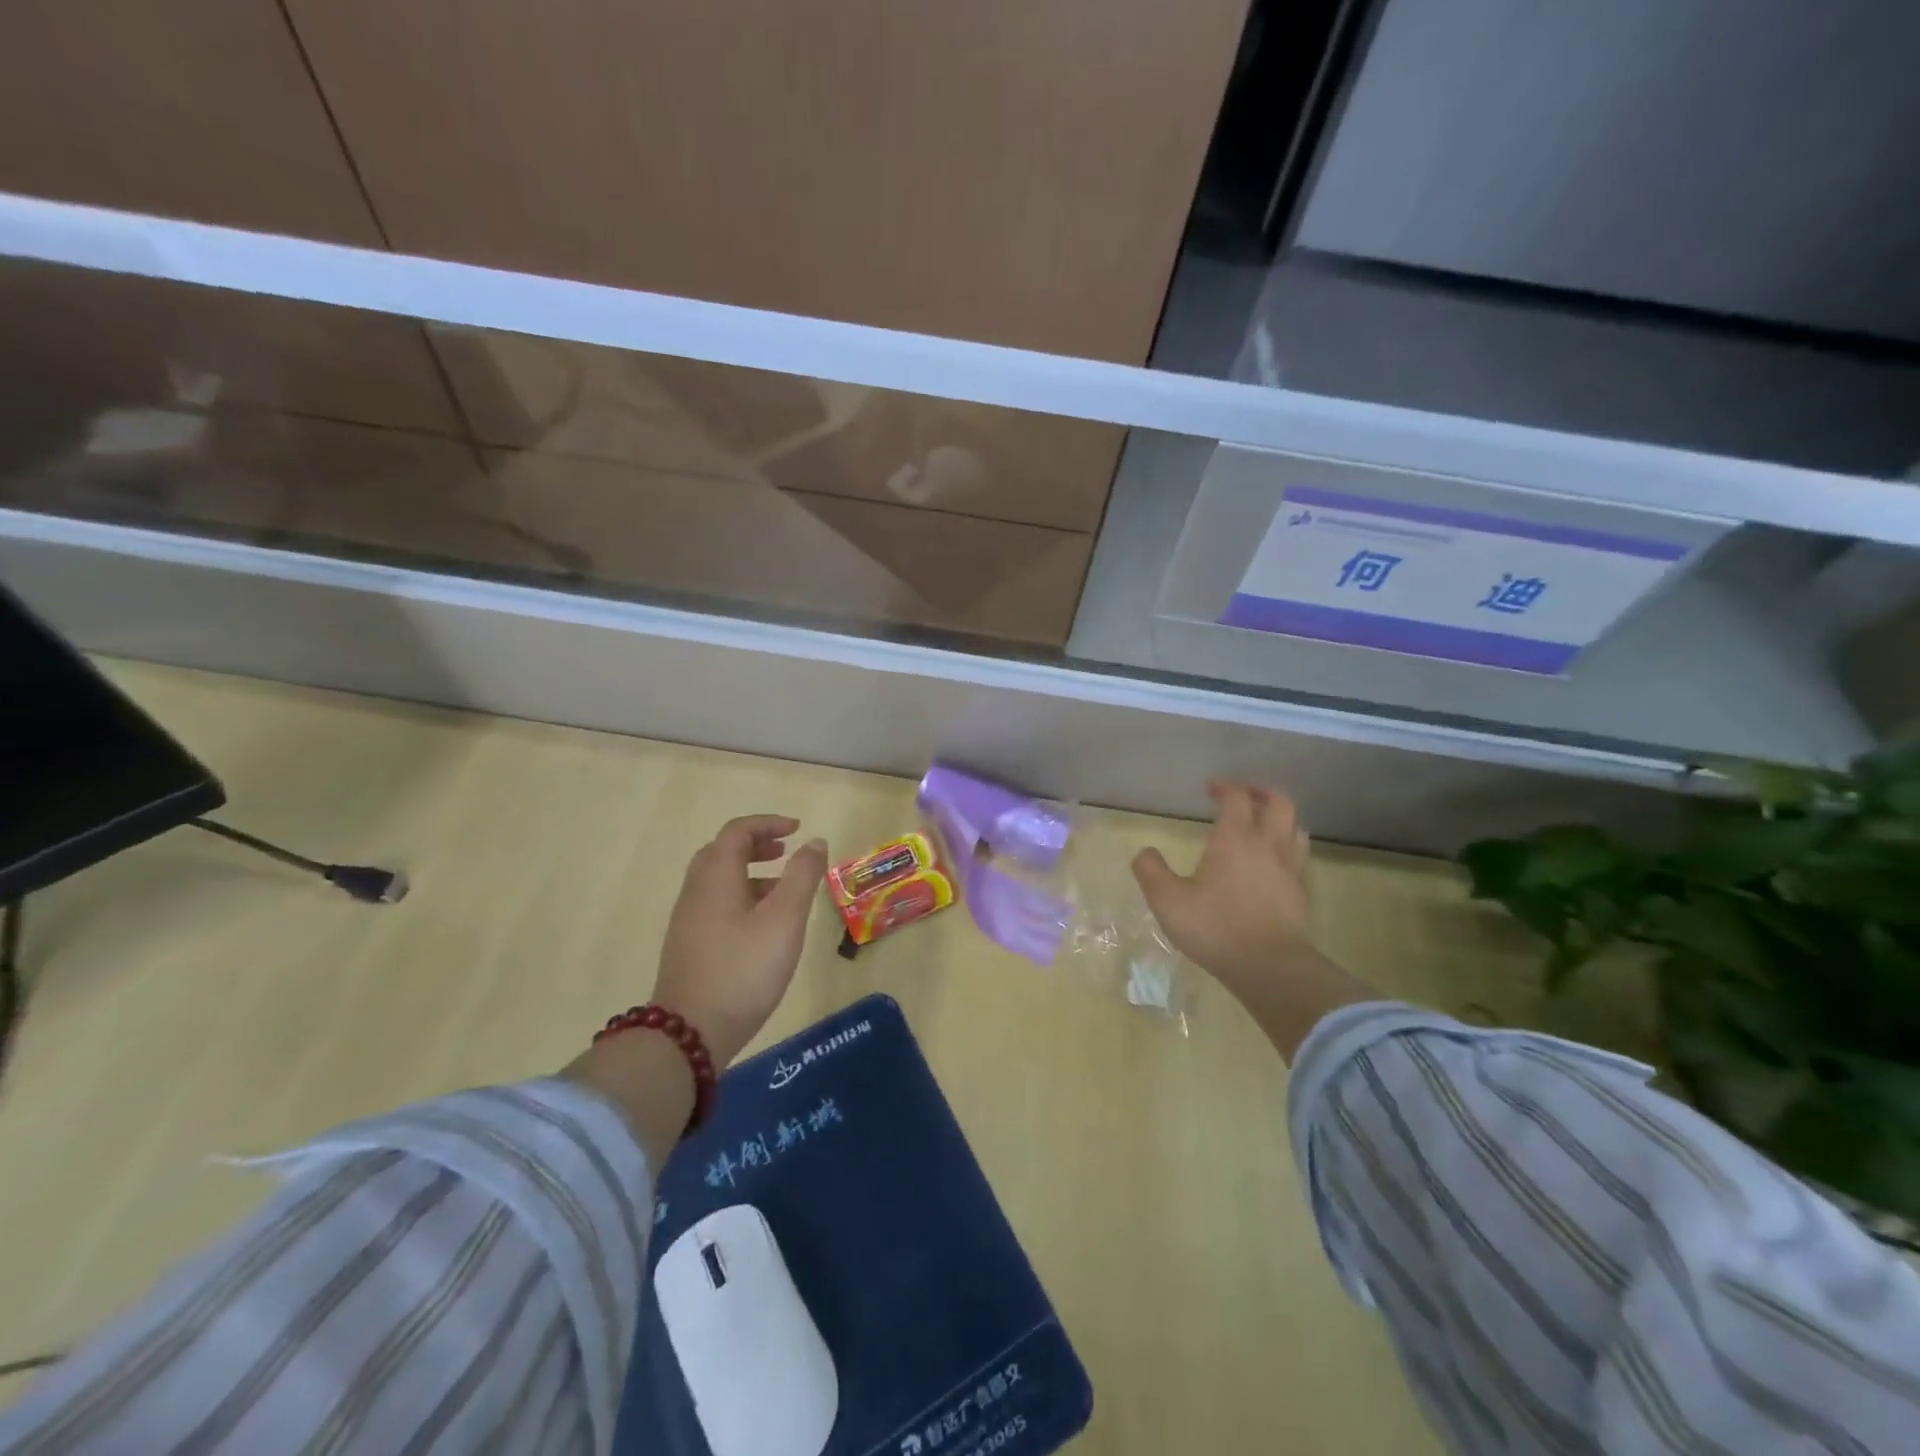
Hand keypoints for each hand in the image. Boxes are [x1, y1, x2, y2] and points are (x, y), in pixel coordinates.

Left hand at [651, 815, 828, 1066]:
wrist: (690, 1034)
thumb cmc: (743, 969)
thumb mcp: (784, 919)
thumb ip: (802, 876)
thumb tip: (814, 842)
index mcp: (716, 877)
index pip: (737, 832)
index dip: (768, 823)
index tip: (797, 830)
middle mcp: (695, 892)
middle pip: (721, 852)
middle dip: (755, 845)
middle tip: (785, 852)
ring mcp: (688, 921)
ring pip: (717, 880)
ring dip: (749, 872)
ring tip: (782, 889)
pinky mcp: (689, 946)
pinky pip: (715, 904)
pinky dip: (740, 896)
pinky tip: (761, 926)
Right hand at [1131, 782, 1312, 996]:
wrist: (1268, 966)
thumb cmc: (1215, 927)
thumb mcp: (1167, 900)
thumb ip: (1151, 871)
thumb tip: (1145, 852)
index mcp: (1235, 839)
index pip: (1238, 798)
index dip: (1226, 787)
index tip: (1211, 789)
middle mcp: (1268, 844)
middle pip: (1279, 803)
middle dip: (1261, 792)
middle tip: (1245, 794)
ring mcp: (1290, 868)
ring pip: (1296, 827)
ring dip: (1280, 818)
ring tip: (1264, 823)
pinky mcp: (1300, 892)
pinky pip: (1299, 855)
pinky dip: (1288, 846)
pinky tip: (1274, 860)